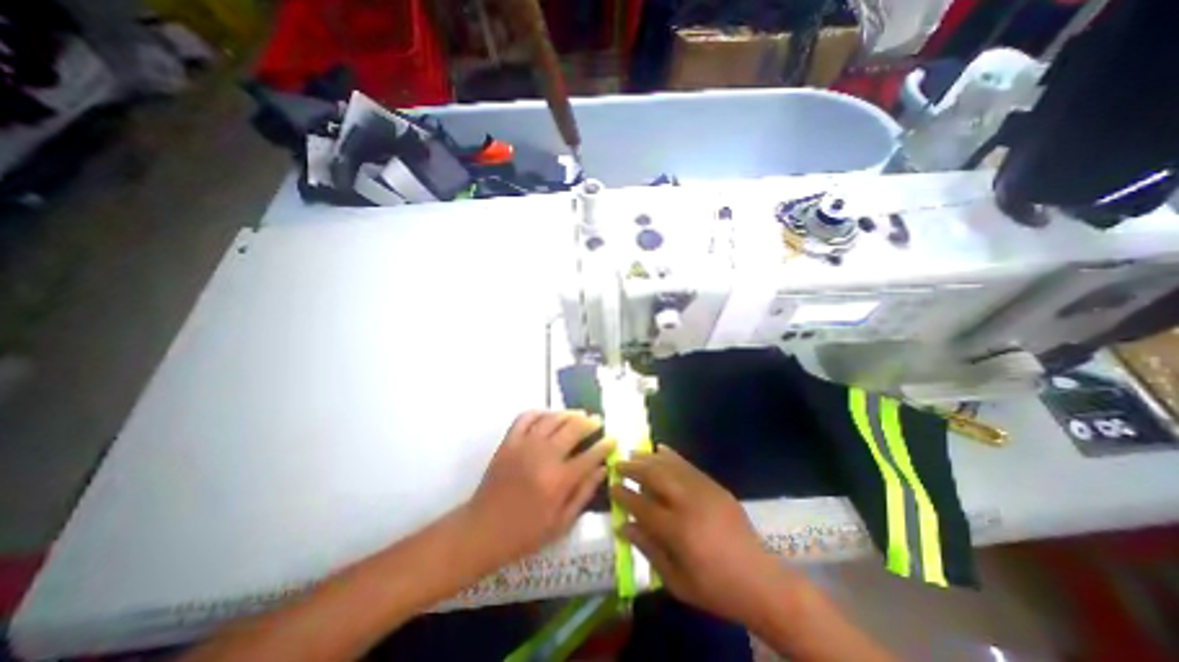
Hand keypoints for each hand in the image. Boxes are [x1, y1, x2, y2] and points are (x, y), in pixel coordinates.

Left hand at [464, 411, 613, 565]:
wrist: (483, 530)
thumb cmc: (525, 532)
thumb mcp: (561, 523)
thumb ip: (584, 493)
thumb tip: (603, 469)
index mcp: (560, 480)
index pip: (591, 455)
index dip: (605, 445)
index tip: (613, 439)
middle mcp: (544, 456)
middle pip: (574, 428)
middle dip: (590, 422)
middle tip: (597, 421)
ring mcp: (525, 445)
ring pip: (553, 418)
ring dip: (569, 414)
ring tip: (579, 414)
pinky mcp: (509, 441)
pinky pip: (526, 417)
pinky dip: (540, 411)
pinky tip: (549, 415)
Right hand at [612, 444, 785, 624]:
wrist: (761, 580)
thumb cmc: (715, 588)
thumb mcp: (677, 581)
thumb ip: (648, 549)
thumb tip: (624, 525)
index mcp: (677, 530)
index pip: (642, 505)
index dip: (624, 494)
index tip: (611, 486)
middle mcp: (688, 503)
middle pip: (654, 476)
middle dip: (633, 468)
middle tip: (618, 464)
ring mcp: (704, 491)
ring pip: (670, 466)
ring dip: (649, 457)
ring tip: (633, 452)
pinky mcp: (715, 486)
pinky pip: (689, 465)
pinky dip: (672, 455)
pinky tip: (660, 448)